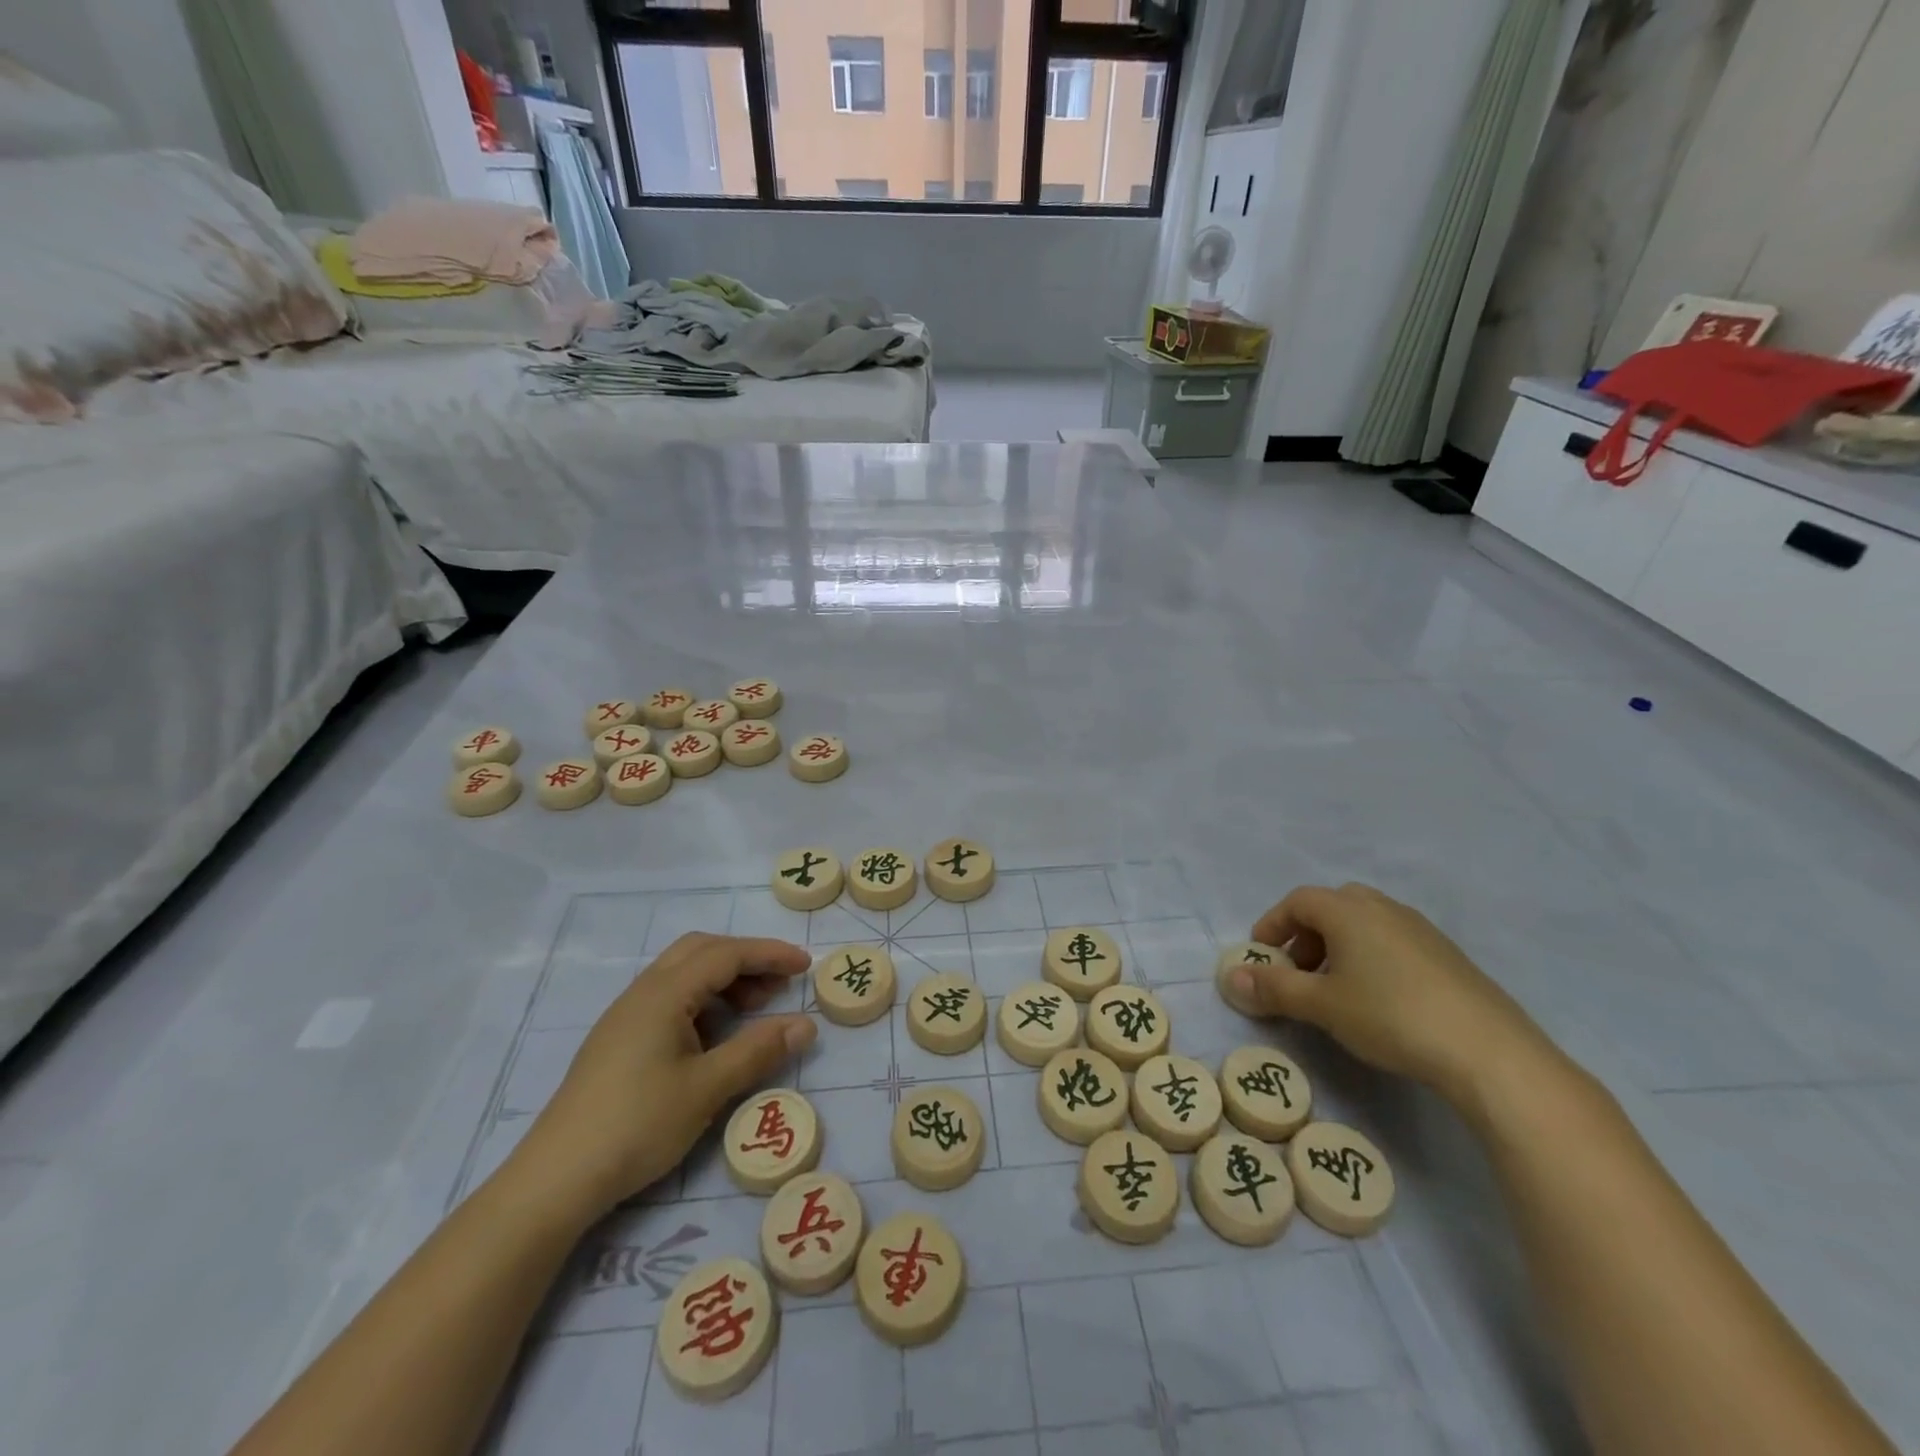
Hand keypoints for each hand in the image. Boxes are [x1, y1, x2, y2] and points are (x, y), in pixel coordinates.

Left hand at [513, 933, 816, 1217]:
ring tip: (754, 1011)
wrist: (556, 1179)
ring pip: (683, 973)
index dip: (769, 954)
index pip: (726, 954)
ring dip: (724, 980)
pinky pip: (670, 998)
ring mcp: (626, 1016)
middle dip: (745, 959)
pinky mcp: (618, 1040)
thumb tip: (806, 1025)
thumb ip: (758, 1050)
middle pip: (701, 950)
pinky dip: (703, 1000)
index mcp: (664, 994)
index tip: (805, 966)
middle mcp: (643, 993)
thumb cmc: (637, 1125)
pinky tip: (715, 1036)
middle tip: (779, 985)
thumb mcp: (707, 1088)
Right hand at [1222, 883, 1556, 1107]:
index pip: (1297, 901)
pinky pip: (1393, 942)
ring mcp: (1421, 930)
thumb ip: (1274, 989)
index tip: (1261, 957)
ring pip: (1365, 924)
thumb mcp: (1322, 1006)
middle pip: (1332, 906)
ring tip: (1336, 990)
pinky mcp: (1448, 956)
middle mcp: (1383, 908)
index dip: (1273, 924)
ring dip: (1339, 947)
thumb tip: (1229, 978)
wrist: (1490, 1052)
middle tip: (1298, 971)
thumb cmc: (1391, 1016)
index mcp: (1348, 911)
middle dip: (1307, 934)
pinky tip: (1379, 1000)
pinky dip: (1371, 958)